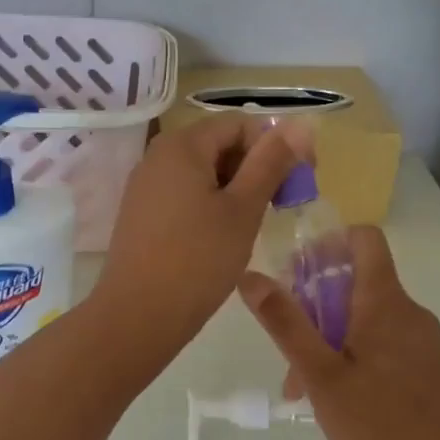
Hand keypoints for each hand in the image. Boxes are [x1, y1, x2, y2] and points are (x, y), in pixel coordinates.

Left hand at [92, 115, 307, 353]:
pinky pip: (183, 193)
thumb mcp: (243, 209)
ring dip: (235, 189)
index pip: (240, 124)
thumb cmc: (198, 259)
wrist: (138, 316)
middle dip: (255, 168)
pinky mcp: (141, 213)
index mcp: (182, 145)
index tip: (300, 181)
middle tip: (280, 206)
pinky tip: (222, 236)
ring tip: (253, 224)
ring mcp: (145, 185)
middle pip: (219, 145)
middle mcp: (157, 156)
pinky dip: (210, 204)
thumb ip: (271, 162)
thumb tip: (302, 123)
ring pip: (202, 172)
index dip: (276, 146)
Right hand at [239, 226, 439, 439]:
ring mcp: (422, 343)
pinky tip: (332, 398)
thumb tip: (250, 276)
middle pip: (357, 281)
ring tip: (300, 383)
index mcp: (387, 303)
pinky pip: (383, 344)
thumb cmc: (378, 427)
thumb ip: (285, 323)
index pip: (365, 239)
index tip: (295, 271)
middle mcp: (410, 313)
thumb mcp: (320, 375)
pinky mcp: (427, 370)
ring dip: (329, 336)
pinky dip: (352, 355)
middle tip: (286, 343)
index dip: (328, 242)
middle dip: (316, 303)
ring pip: (366, 318)